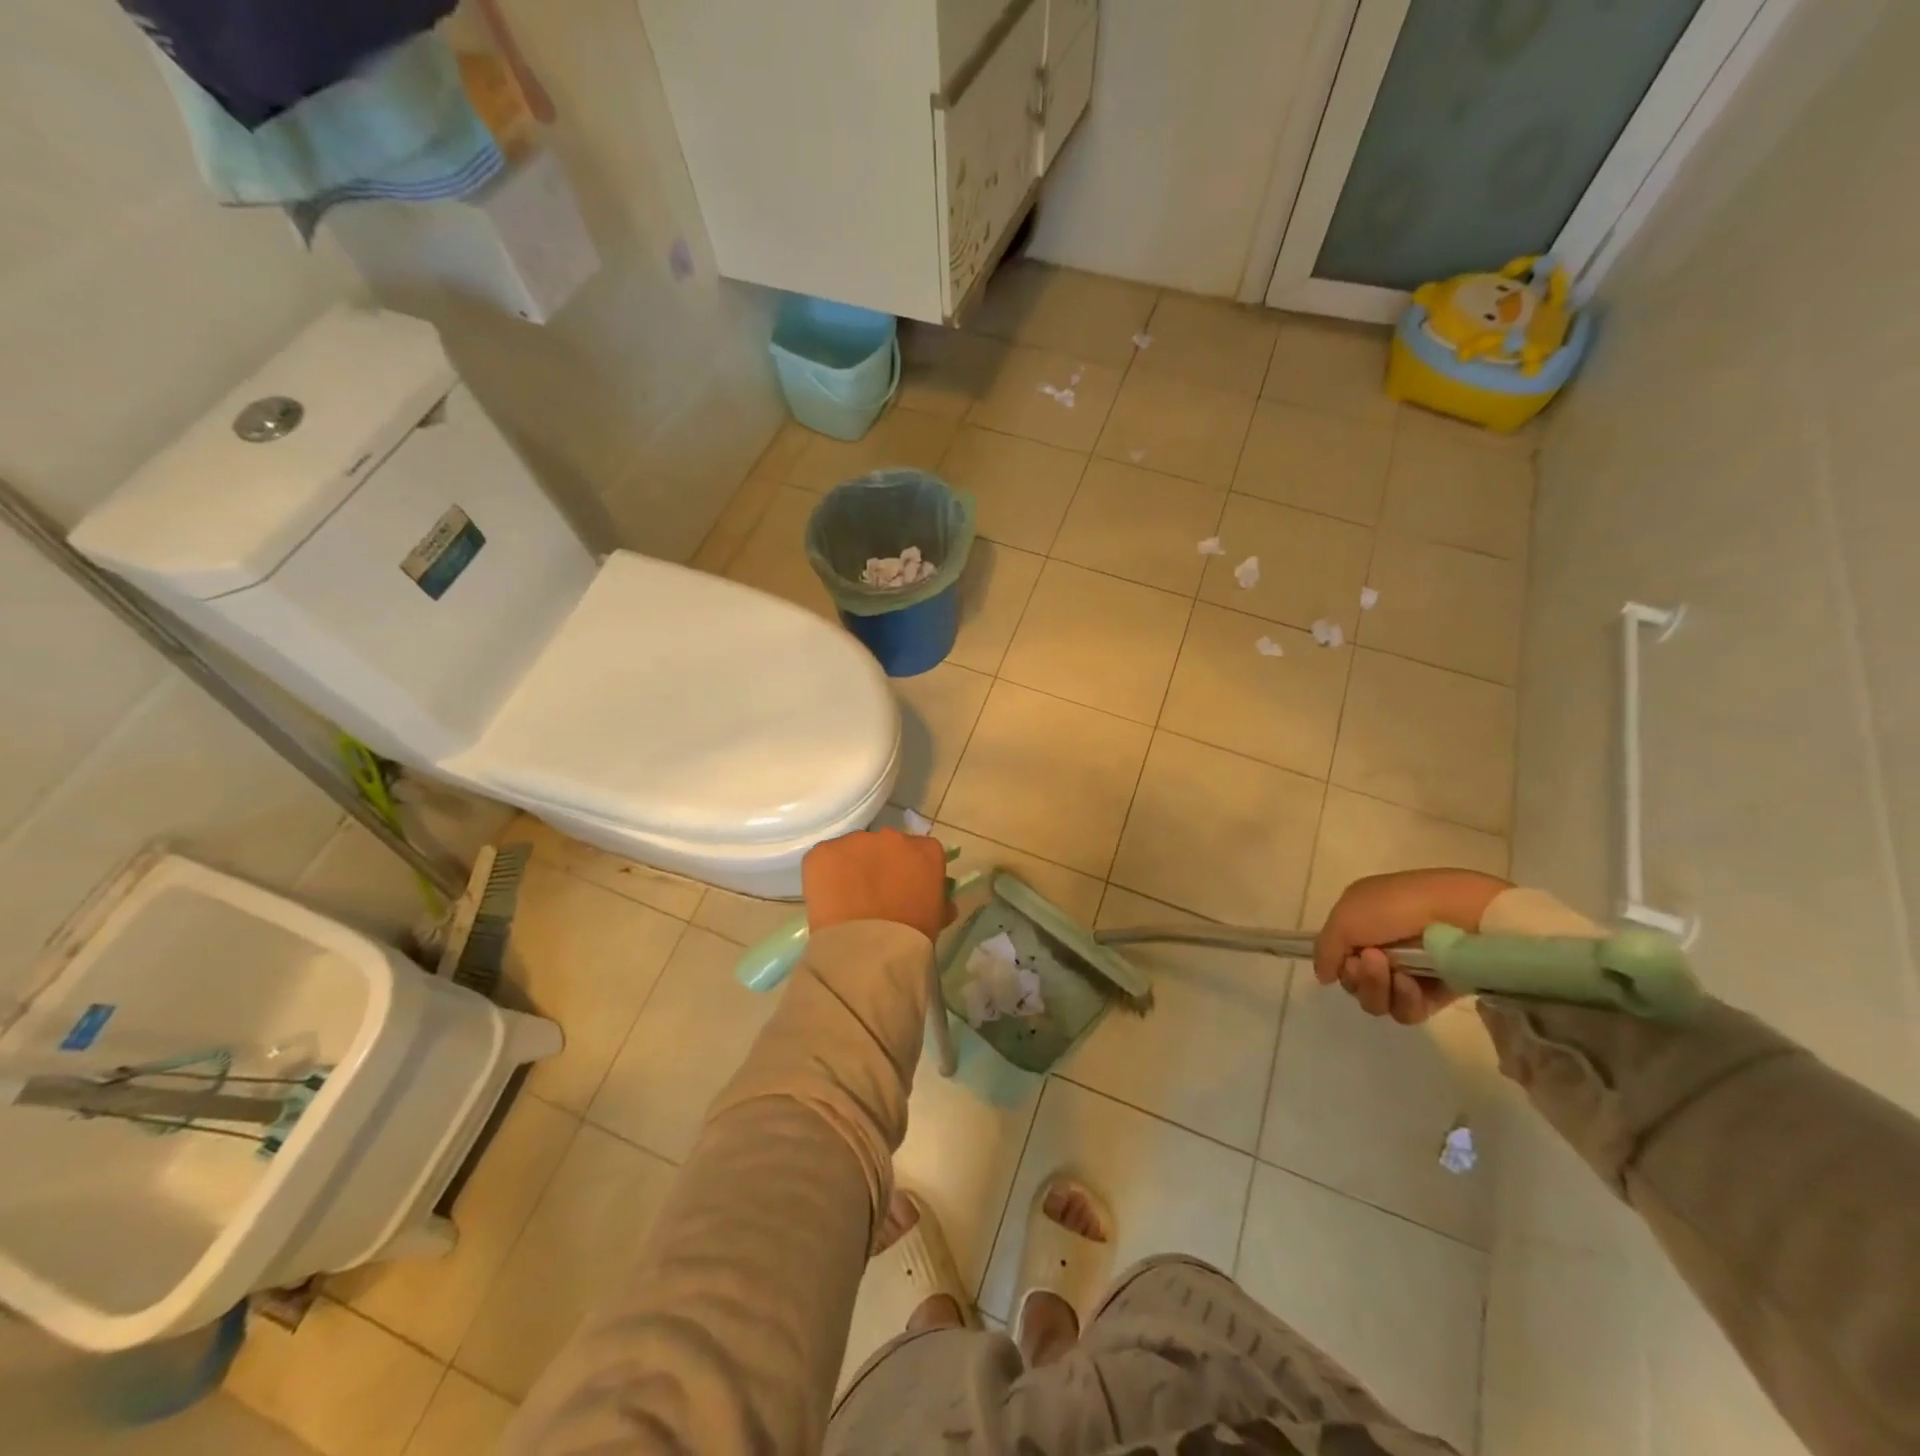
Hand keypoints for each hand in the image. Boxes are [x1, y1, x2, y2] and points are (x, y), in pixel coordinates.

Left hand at [802, 828, 954, 942]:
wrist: (870, 949)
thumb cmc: (912, 936)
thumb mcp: (936, 918)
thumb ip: (940, 901)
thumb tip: (942, 904)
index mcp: (926, 850)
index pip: (920, 851)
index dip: (910, 869)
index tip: (903, 889)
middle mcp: (892, 836)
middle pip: (885, 845)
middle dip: (880, 864)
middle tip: (873, 894)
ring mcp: (856, 841)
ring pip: (853, 850)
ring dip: (851, 868)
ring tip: (846, 899)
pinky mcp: (824, 851)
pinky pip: (824, 858)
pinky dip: (824, 874)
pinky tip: (827, 898)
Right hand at [1315, 869, 1510, 1023]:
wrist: (1459, 913)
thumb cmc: (1396, 907)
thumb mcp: (1345, 917)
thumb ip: (1325, 949)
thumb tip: (1325, 976)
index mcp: (1362, 922)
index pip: (1338, 957)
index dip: (1337, 962)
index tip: (1347, 956)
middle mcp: (1382, 947)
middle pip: (1354, 983)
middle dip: (1358, 977)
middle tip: (1373, 960)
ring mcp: (1410, 972)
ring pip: (1377, 1001)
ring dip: (1378, 988)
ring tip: (1395, 971)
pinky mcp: (1436, 994)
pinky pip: (1407, 1012)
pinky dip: (1404, 1000)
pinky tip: (1413, 983)